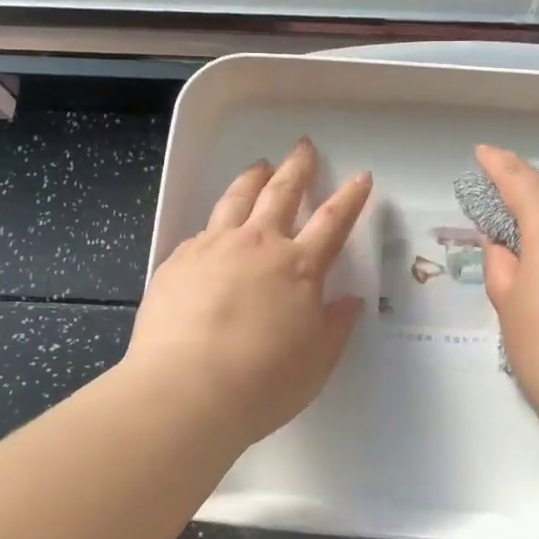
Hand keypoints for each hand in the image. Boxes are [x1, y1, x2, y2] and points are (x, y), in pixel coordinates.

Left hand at [125, 139, 372, 448]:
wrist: (184, 392)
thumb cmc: (261, 383)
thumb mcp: (315, 363)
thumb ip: (335, 327)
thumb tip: (350, 301)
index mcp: (298, 267)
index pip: (333, 221)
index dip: (350, 197)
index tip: (361, 177)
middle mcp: (258, 244)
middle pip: (282, 192)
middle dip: (298, 167)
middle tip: (303, 146)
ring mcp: (214, 247)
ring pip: (237, 198)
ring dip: (253, 178)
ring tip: (260, 166)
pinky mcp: (178, 260)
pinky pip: (202, 230)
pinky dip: (216, 222)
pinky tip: (214, 227)